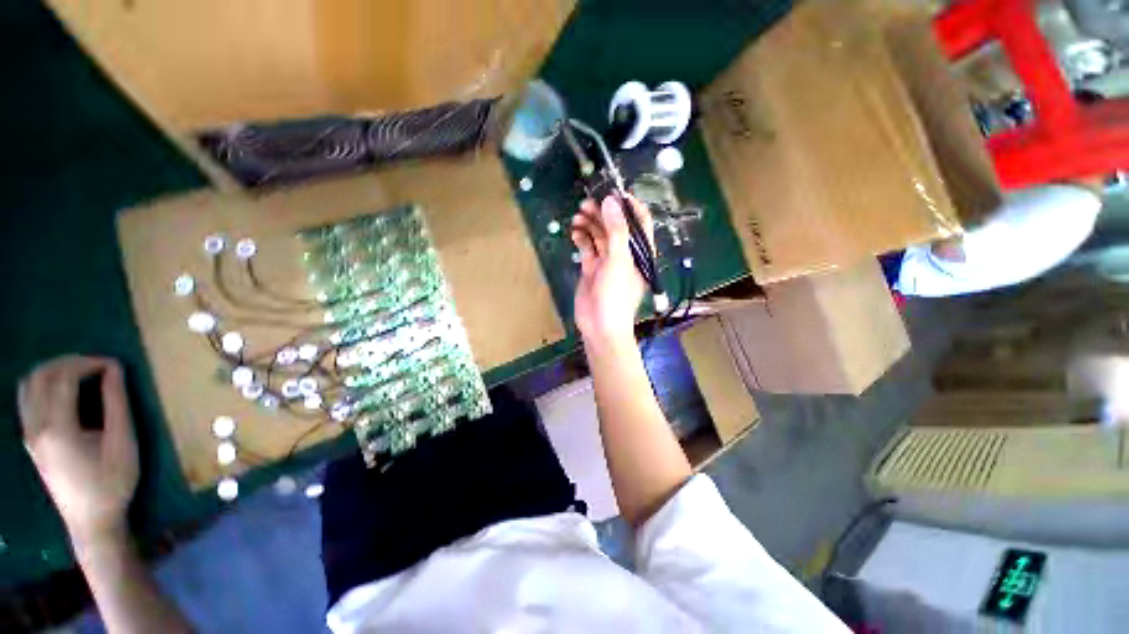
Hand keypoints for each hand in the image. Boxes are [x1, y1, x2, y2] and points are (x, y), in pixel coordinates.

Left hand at [19, 356, 137, 544]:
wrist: (91, 521)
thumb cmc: (112, 482)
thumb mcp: (123, 442)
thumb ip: (116, 404)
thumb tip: (114, 369)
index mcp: (57, 428)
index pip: (64, 378)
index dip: (89, 363)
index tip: (114, 365)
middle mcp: (35, 427)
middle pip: (41, 376)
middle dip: (69, 362)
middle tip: (98, 365)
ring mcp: (29, 434)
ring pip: (29, 385)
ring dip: (53, 371)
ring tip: (81, 374)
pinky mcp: (30, 440)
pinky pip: (28, 400)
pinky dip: (44, 386)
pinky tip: (64, 393)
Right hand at [570, 195, 653, 343]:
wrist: (600, 326)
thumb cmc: (616, 294)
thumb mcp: (619, 261)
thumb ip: (616, 231)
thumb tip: (611, 201)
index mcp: (640, 251)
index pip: (639, 222)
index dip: (628, 206)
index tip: (613, 193)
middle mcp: (625, 254)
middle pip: (615, 226)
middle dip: (602, 213)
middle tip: (587, 203)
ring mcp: (607, 261)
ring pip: (599, 236)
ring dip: (590, 224)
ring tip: (577, 215)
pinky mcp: (592, 268)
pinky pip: (587, 248)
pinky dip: (581, 239)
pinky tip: (574, 232)